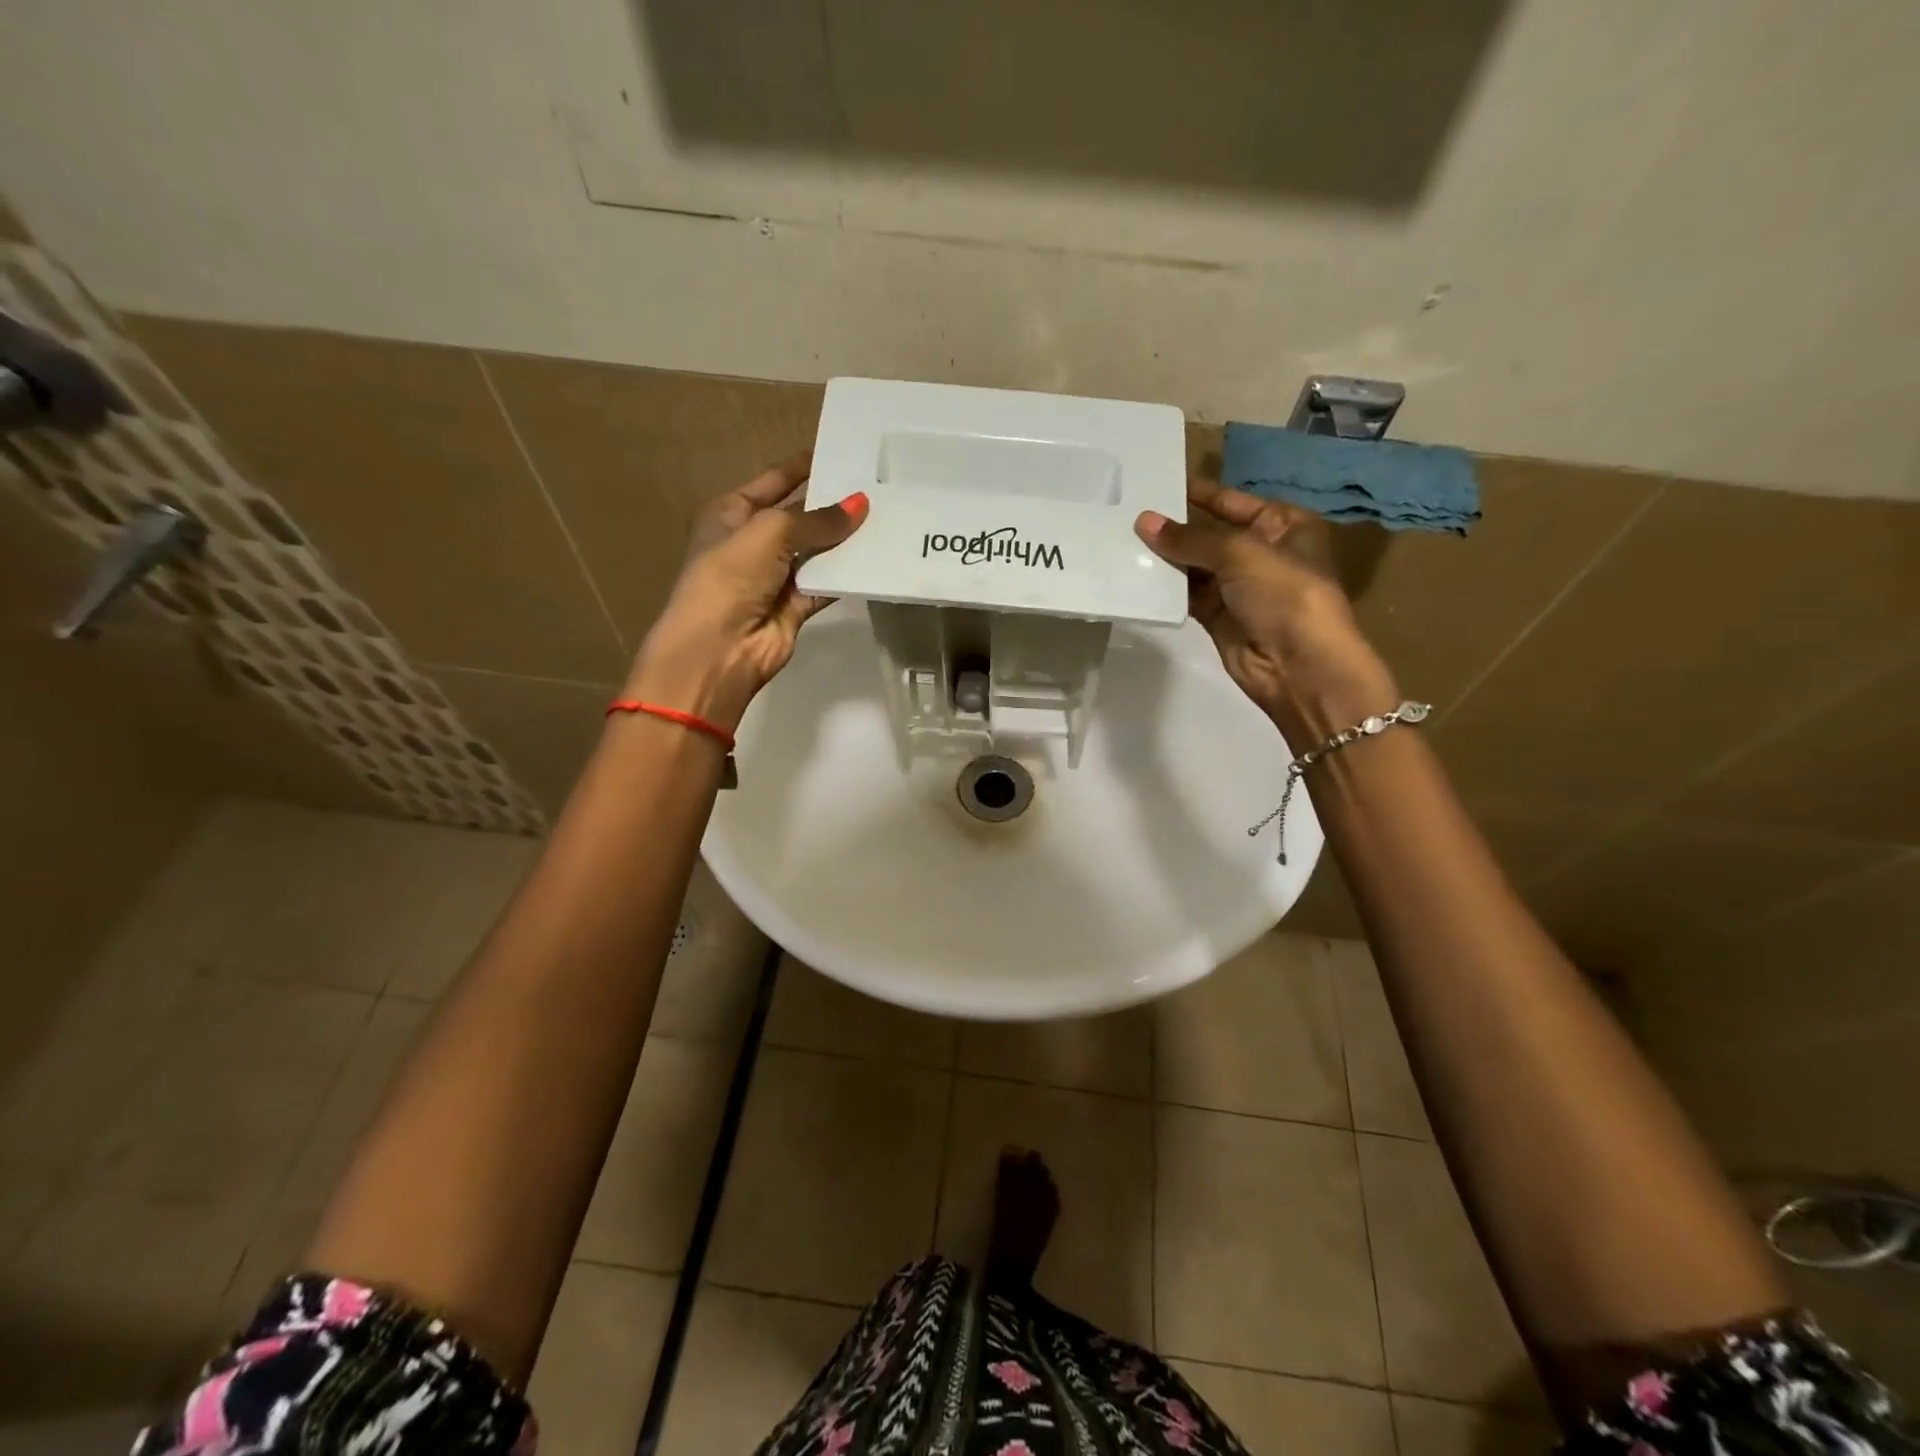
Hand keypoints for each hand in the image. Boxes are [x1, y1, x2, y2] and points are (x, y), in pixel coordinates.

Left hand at [627, 455, 868, 730]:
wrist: (719, 648)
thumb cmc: (730, 576)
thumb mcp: (770, 532)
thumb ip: (817, 520)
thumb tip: (860, 504)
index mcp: (731, 513)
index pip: (773, 481)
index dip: (803, 467)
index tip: (841, 452)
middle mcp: (753, 541)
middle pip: (800, 516)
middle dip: (832, 504)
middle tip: (877, 485)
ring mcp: (775, 576)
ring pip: (817, 551)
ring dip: (845, 540)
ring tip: (887, 515)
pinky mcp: (795, 606)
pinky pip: (827, 583)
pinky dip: (848, 574)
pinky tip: (877, 557)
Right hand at [1134, 479, 1397, 736]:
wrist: (1299, 666)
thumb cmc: (1284, 594)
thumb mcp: (1240, 553)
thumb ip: (1190, 538)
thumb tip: (1143, 522)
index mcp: (1283, 525)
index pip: (1232, 501)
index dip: (1198, 493)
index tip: (1157, 484)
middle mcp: (1262, 552)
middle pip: (1210, 533)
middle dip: (1174, 528)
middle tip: (1128, 514)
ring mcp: (1239, 587)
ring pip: (1195, 566)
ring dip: (1166, 558)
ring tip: (1123, 541)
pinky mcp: (1219, 616)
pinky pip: (1187, 595)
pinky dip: (1166, 588)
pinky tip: (1137, 575)